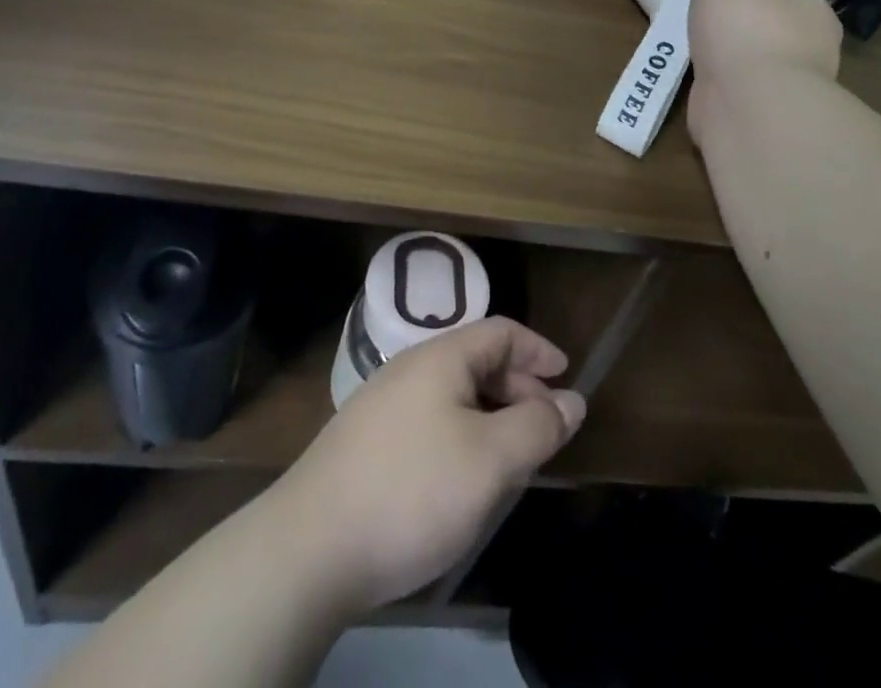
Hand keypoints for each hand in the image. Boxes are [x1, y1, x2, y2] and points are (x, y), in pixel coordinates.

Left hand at [268, 317, 584, 612]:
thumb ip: (537, 426)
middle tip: (545, 429)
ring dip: (490, 417)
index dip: (539, 350)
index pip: (501, 332)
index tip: (568, 376)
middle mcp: (410, 368)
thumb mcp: (490, 460)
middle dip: (518, 389)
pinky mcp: (365, 442)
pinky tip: (462, 480)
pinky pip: (429, 422)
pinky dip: (461, 437)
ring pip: (453, 396)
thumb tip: (572, 400)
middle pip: (477, 361)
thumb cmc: (412, 490)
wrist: (308, 547)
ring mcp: (382, 404)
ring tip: (510, 460)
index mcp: (441, 357)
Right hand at [678, 0, 843, 147]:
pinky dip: (717, 86)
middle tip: (703, 12)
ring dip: (727, 56)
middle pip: (768, 27)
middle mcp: (808, 52)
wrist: (749, 107)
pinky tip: (697, 79)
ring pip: (753, 63)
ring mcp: (785, 90)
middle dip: (739, 22)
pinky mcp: (760, 119)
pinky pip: (736, 93)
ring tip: (694, 45)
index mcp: (813, 14)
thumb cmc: (746, 28)